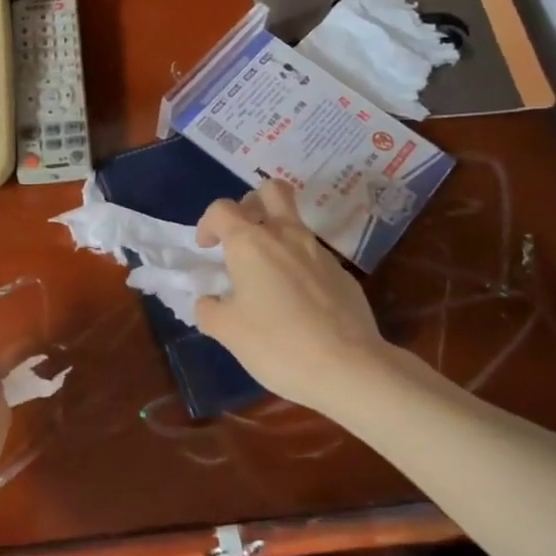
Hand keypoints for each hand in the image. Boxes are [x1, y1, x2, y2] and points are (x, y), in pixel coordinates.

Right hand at [194, 181, 390, 414]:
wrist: (348, 365)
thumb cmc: (277, 343)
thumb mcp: (228, 332)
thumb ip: (210, 310)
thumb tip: (209, 302)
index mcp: (251, 243)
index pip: (222, 209)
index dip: (208, 223)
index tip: (207, 249)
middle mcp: (286, 235)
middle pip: (271, 190)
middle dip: (252, 203)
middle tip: (243, 234)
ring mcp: (319, 251)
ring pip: (294, 223)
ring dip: (276, 235)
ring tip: (266, 276)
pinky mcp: (342, 272)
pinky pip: (312, 255)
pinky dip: (298, 265)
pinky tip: (296, 302)